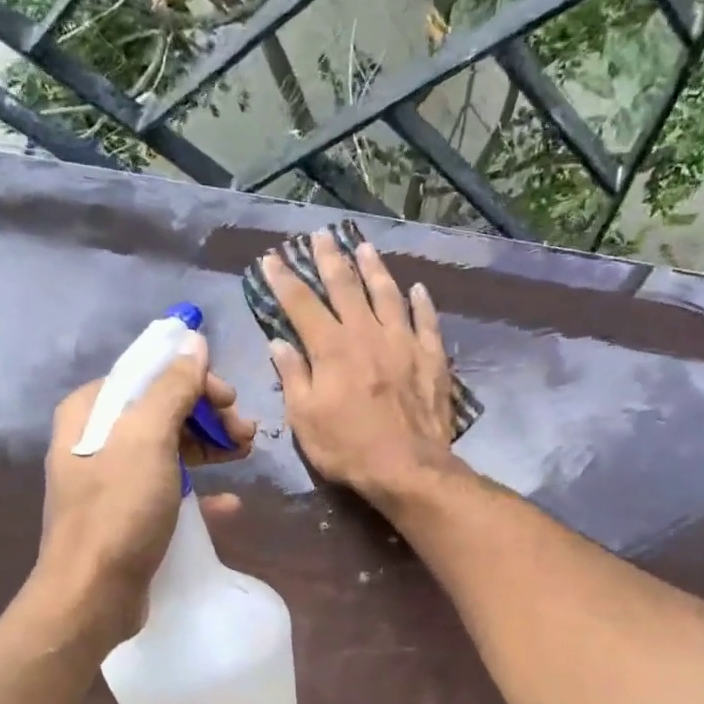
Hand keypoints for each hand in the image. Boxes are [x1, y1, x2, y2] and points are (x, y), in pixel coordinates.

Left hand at [34, 334, 252, 645]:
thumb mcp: (148, 439)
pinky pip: (170, 487)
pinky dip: (200, 488)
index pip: (149, 374)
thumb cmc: (119, 510)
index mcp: (92, 410)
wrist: (92, 594)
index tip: (230, 400)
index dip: (194, 380)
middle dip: (209, 416)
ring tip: (247, 454)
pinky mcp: (128, 513)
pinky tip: (229, 502)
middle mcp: (98, 438)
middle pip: (163, 409)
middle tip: (247, 433)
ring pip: (170, 448)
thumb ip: (172, 386)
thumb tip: (192, 340)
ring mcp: (112, 478)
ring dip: (211, 447)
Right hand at [261, 228, 455, 504]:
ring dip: (374, 268)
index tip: (272, 258)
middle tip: (320, 236)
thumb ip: (293, 376)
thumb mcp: (304, 419)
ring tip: (365, 248)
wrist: (407, 467)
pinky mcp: (431, 356)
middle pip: (345, 286)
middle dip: (329, 258)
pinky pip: (426, 320)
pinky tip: (417, 289)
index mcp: (330, 347)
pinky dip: (421, 302)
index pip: (301, 303)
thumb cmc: (347, 448)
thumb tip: (279, 343)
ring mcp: (403, 341)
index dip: (284, 279)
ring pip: (387, 293)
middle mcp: (366, 333)